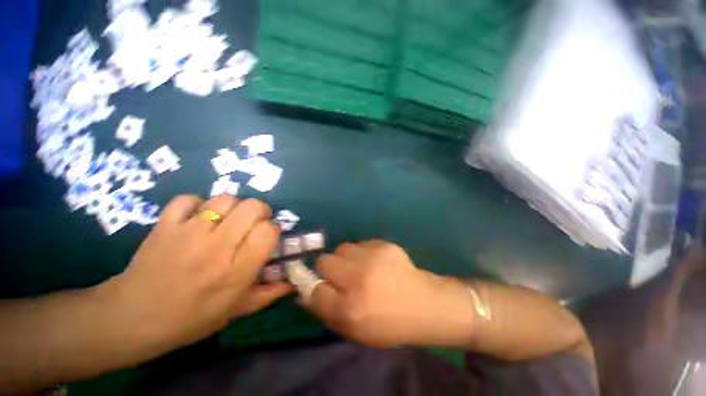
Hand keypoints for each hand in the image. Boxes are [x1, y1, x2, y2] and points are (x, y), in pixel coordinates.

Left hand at [101, 195, 292, 351]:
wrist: (131, 319)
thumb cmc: (190, 319)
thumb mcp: (236, 311)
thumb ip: (268, 294)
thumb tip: (293, 283)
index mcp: (236, 271)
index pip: (268, 231)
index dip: (273, 229)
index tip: (267, 236)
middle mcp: (216, 248)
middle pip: (252, 207)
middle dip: (260, 211)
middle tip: (254, 223)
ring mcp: (188, 233)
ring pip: (225, 199)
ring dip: (234, 206)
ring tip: (228, 219)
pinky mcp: (165, 226)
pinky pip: (188, 199)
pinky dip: (197, 203)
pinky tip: (198, 217)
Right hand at [303, 240, 474, 347]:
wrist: (424, 303)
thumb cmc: (389, 323)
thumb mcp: (355, 330)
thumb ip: (327, 312)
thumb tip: (304, 295)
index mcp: (350, 308)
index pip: (314, 291)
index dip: (313, 288)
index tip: (320, 286)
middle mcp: (358, 279)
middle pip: (324, 262)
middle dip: (327, 269)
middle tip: (341, 276)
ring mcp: (372, 258)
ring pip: (341, 248)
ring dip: (345, 258)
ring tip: (358, 267)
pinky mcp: (384, 245)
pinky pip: (361, 243)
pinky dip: (362, 252)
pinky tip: (375, 261)